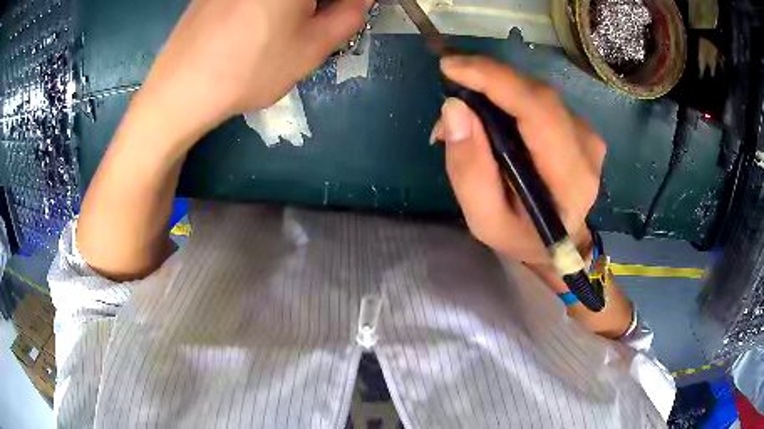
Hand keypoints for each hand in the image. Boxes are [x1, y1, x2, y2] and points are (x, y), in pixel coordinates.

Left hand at [138, 0, 370, 139]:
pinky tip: (250, 27)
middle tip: (313, 23)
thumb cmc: (250, 69)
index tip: (341, 16)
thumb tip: (359, 0)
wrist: (179, 92)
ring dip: (290, 7)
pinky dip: (261, 7)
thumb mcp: (311, 48)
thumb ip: (348, 16)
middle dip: (316, 5)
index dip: (340, 6)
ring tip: (279, 29)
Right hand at [433, 56, 605, 264]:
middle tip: (449, 95)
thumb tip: (454, 108)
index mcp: (571, 177)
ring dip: (494, 90)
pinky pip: (539, 98)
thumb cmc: (522, 236)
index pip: (537, 110)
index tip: (451, 66)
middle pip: (536, 93)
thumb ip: (469, 170)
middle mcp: (587, 147)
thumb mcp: (485, 220)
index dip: (494, 79)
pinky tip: (490, 116)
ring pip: (535, 92)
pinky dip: (508, 97)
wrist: (560, 241)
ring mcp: (586, 133)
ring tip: (465, 115)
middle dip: (486, 82)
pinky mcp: (579, 125)